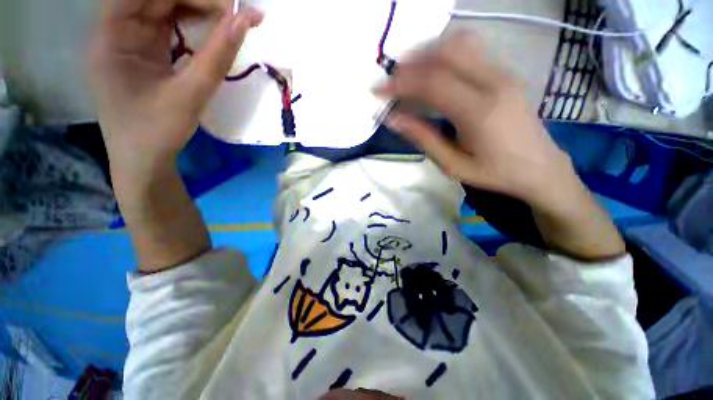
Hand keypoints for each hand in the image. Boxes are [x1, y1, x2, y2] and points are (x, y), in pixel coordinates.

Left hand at [90, 0, 262, 180]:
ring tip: (230, 19)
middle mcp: (116, 32)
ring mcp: (130, 43)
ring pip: (163, 10)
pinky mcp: (145, 55)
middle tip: (235, 11)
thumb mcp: (190, 95)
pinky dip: (192, 26)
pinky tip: (213, 30)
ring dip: (197, 9)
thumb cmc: (158, 132)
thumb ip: (217, 57)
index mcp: (112, 37)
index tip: (227, 4)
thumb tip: (244, 20)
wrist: (144, 161)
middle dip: (197, 0)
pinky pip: (168, 28)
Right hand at [378, 32, 624, 259]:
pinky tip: (431, 71)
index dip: (400, 84)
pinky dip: (444, 55)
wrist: (541, 168)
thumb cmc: (496, 174)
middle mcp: (494, 83)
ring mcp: (504, 74)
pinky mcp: (506, 74)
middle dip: (411, 62)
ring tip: (407, 73)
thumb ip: (423, 139)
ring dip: (427, 53)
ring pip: (460, 45)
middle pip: (446, 53)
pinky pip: (471, 52)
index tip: (378, 91)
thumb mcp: (453, 165)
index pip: (432, 84)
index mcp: (480, 112)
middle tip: (391, 80)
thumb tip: (394, 119)